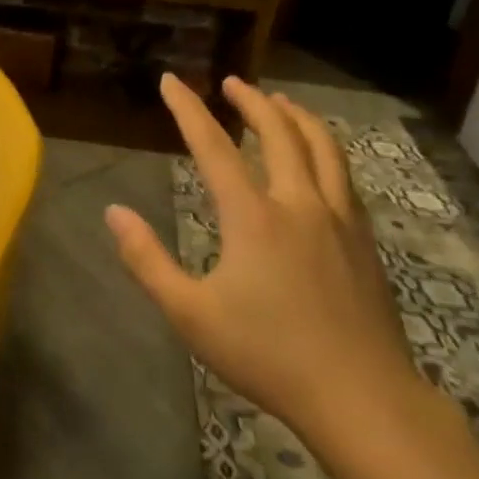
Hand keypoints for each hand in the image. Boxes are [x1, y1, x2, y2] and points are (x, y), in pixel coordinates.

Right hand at [106, 75, 420, 461]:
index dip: (188, 109)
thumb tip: (114, 213)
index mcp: (253, 216)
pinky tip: (320, 159)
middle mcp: (299, 203)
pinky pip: (344, 175)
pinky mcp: (364, 240)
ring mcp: (339, 219)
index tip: (171, 80)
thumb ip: (148, 261)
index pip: (214, 147)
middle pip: (279, 133)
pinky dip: (325, 150)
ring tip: (280, 103)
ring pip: (322, 147)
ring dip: (297, 117)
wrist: (362, 398)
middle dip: (252, 101)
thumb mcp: (191, 314)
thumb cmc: (268, 355)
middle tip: (232, 83)